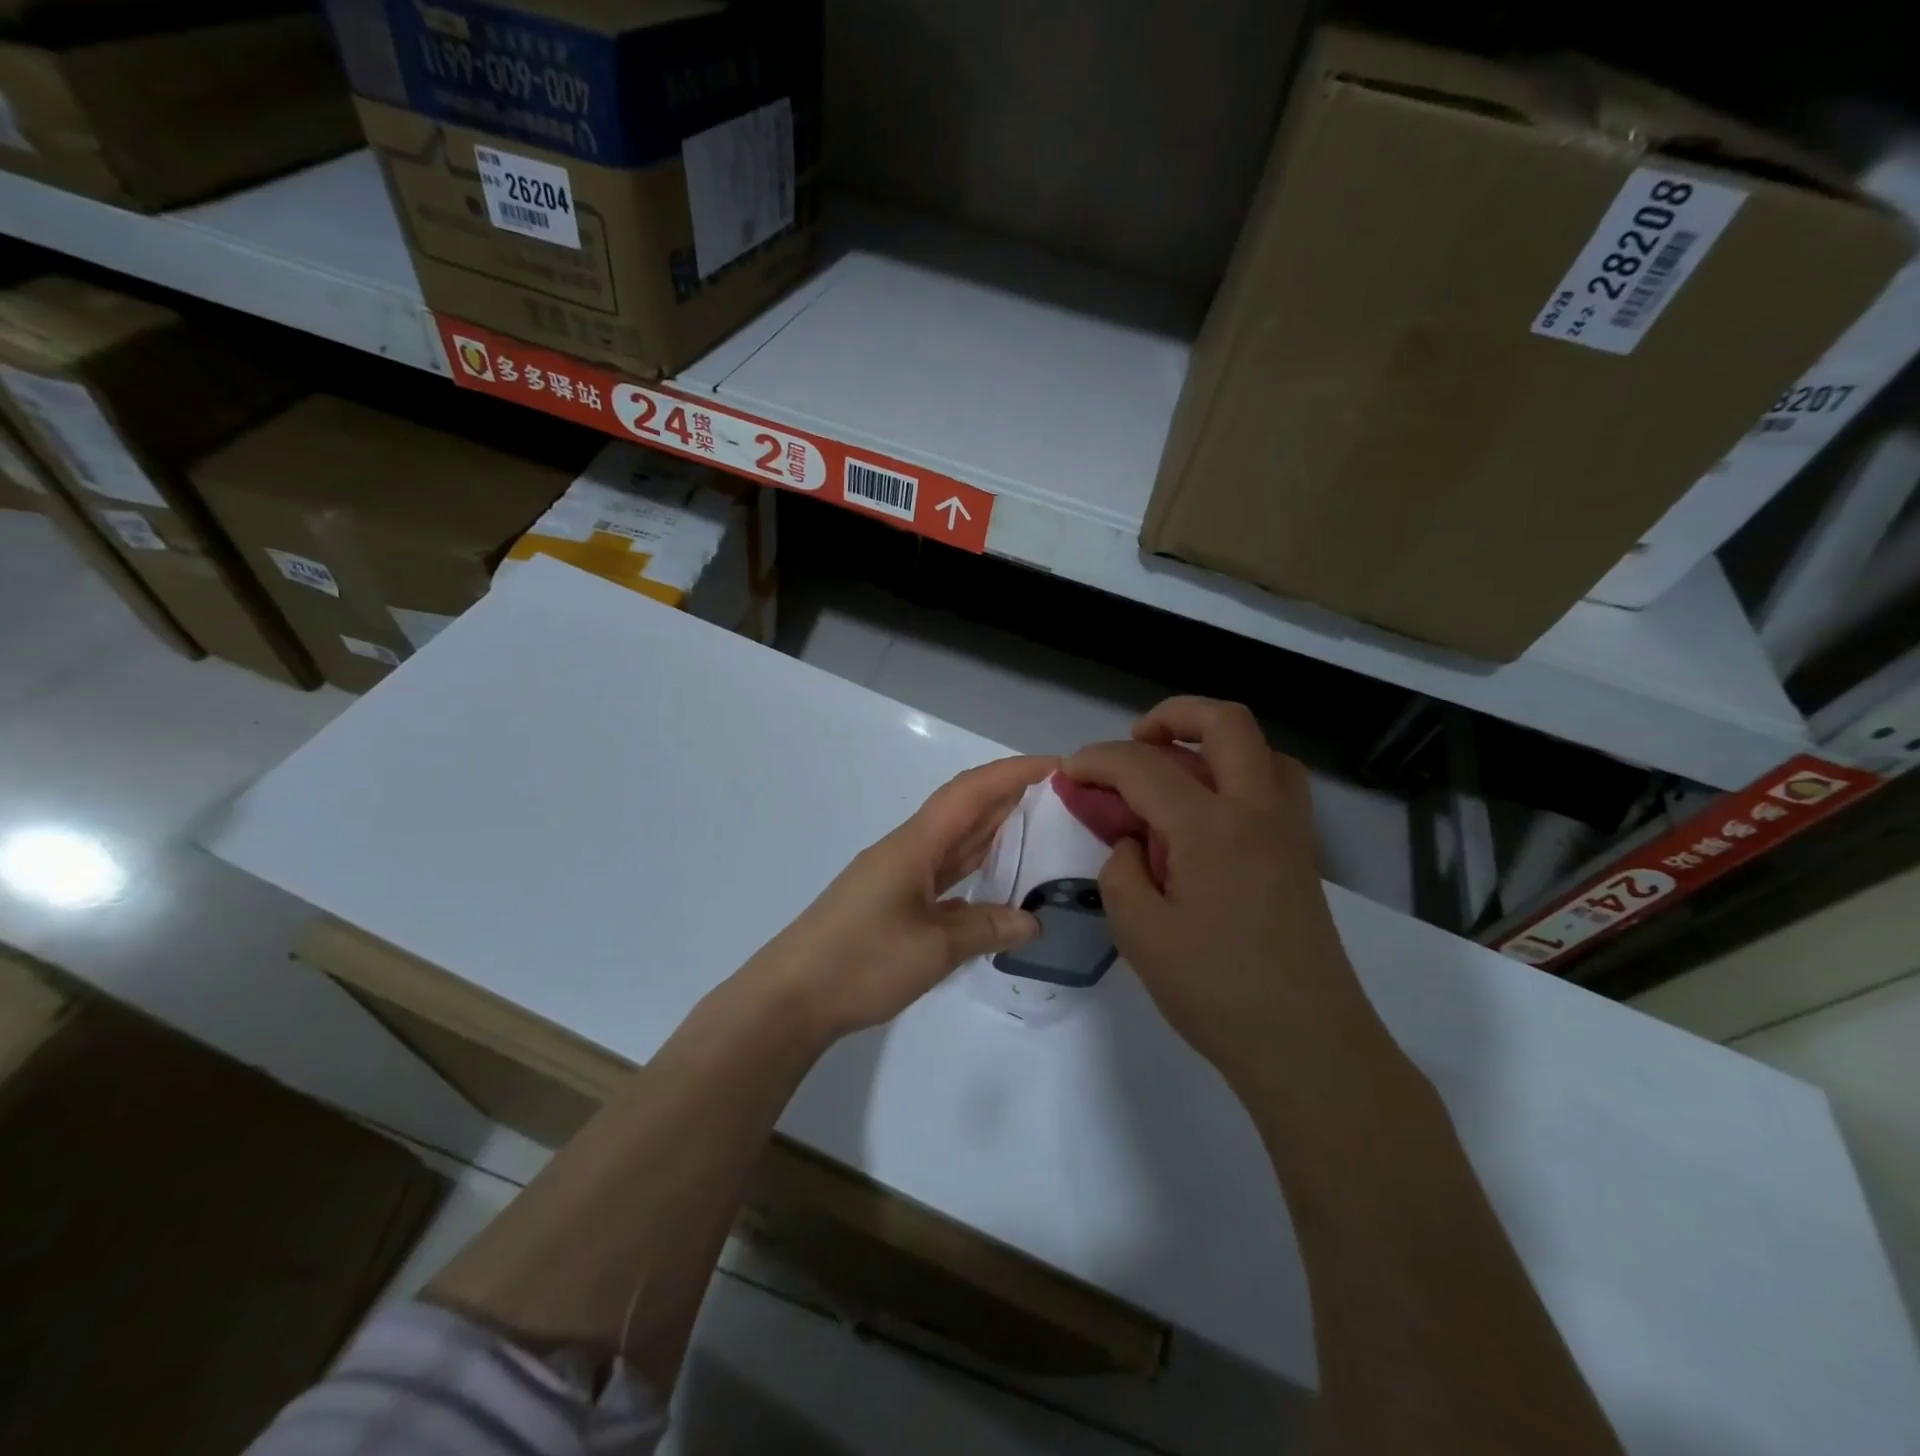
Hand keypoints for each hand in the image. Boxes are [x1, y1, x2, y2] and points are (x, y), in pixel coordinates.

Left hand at [746, 755, 1056, 1040]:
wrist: (790, 998)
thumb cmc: (860, 962)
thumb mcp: (933, 949)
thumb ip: (986, 929)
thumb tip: (1032, 921)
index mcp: (914, 845)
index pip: (970, 793)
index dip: (1013, 773)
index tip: (1058, 766)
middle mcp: (907, 851)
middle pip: (964, 810)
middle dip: (1010, 797)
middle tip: (1063, 799)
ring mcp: (897, 876)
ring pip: (954, 841)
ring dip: (993, 831)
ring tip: (1041, 830)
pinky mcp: (891, 902)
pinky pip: (942, 873)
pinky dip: (973, 869)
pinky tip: (996, 882)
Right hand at [1063, 698, 1370, 1090]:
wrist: (1307, 1045)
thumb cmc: (1216, 991)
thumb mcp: (1140, 934)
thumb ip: (1122, 872)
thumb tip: (1134, 844)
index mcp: (1209, 827)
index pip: (1143, 767)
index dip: (1097, 760)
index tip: (1068, 772)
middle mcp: (1256, 811)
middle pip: (1225, 723)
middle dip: (1172, 715)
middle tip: (1135, 741)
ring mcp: (1289, 831)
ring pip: (1262, 749)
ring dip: (1215, 741)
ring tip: (1177, 768)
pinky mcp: (1301, 856)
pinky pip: (1276, 785)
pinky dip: (1242, 774)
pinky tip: (1212, 814)